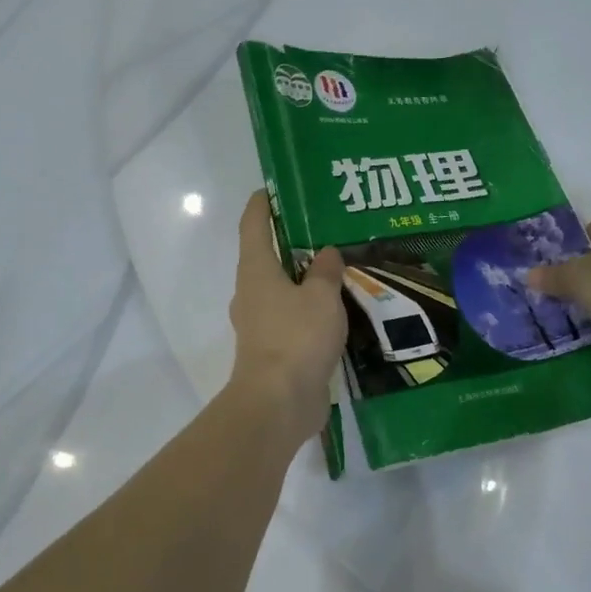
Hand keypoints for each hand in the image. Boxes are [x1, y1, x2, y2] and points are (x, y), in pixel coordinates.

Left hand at [226, 192, 346, 447]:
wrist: (279, 402)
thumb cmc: (296, 338)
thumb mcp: (321, 297)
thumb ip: (325, 271)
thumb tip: (326, 253)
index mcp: (256, 270)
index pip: (253, 225)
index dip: (262, 204)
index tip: (274, 189)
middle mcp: (252, 293)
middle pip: (268, 257)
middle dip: (292, 242)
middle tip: (325, 229)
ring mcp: (261, 324)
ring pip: (282, 291)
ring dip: (304, 280)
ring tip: (338, 269)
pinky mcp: (274, 351)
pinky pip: (293, 319)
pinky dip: (311, 310)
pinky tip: (338, 310)